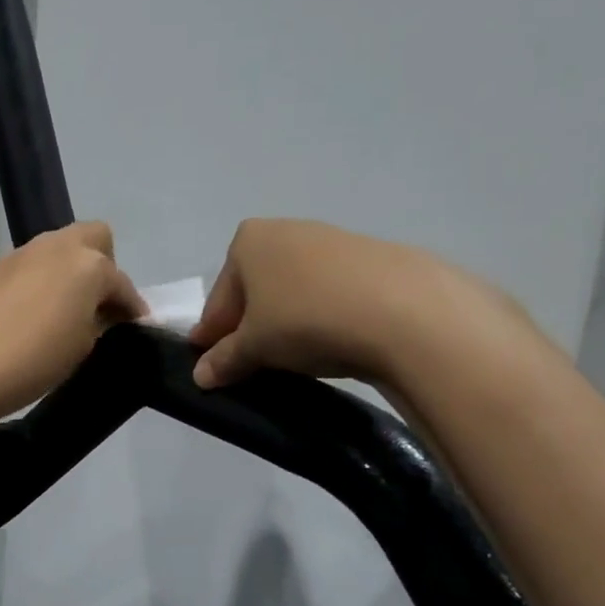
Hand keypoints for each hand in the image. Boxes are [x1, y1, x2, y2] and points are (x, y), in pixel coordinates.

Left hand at [0, 222, 143, 451]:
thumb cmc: (33, 360)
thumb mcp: (82, 347)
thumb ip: (98, 323)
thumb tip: (100, 315)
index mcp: (88, 265)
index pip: (121, 283)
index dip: (131, 307)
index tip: (135, 327)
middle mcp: (57, 247)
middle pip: (94, 239)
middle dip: (104, 267)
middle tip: (98, 305)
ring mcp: (22, 254)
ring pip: (59, 249)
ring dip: (70, 272)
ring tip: (65, 312)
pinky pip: (32, 266)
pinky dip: (42, 281)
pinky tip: (33, 313)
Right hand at [189, 218, 518, 389]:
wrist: (403, 311)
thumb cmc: (305, 319)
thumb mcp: (255, 346)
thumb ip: (224, 359)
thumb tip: (200, 375)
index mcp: (248, 241)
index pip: (219, 298)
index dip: (211, 335)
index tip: (209, 364)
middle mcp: (287, 230)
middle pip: (255, 289)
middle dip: (249, 325)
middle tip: (249, 364)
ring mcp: (332, 240)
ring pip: (293, 288)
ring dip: (285, 320)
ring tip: (293, 356)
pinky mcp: (371, 258)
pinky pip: (329, 291)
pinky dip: (321, 314)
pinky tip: (331, 340)